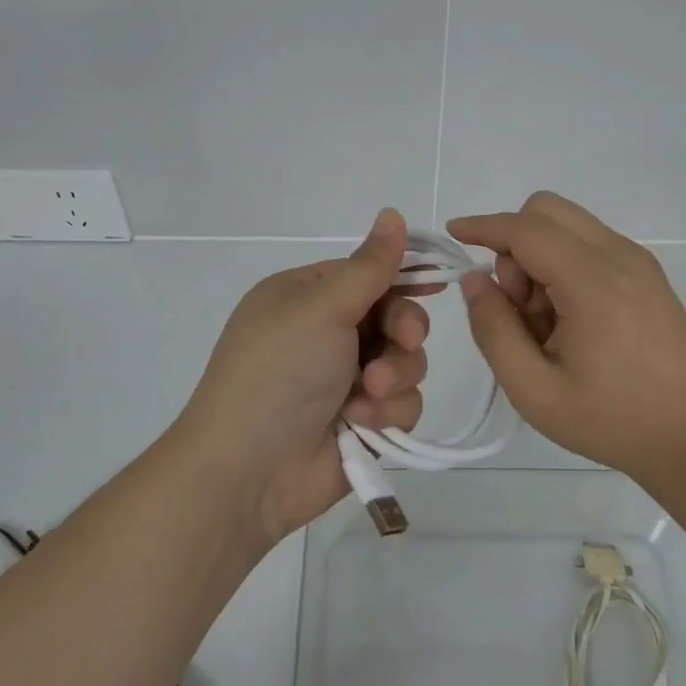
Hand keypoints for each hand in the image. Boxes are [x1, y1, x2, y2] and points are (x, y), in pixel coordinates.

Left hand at [172, 209, 433, 547]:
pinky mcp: (363, 421)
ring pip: (406, 361)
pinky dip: (387, 411)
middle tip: (403, 340)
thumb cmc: (278, 372)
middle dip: (403, 330)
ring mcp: (345, 379)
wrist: (247, 473)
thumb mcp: (321, 308)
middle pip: (395, 316)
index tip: (437, 280)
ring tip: (366, 395)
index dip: (403, 275)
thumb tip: (392, 212)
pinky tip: (361, 423)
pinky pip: (402, 402)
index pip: (368, 273)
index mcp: (307, 296)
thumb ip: (369, 266)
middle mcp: (327, 333)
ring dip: (394, 375)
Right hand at [449, 192, 685, 487]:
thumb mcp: (534, 391)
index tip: (453, 233)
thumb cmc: (611, 420)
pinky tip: (570, 317)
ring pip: (568, 224)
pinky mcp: (647, 271)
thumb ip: (494, 330)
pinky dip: (564, 262)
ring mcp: (638, 260)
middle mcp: (619, 256)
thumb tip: (475, 280)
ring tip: (546, 321)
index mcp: (593, 283)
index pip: (525, 230)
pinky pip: (589, 242)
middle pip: (547, 210)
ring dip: (539, 255)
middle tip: (517, 304)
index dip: (483, 226)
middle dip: (515, 244)